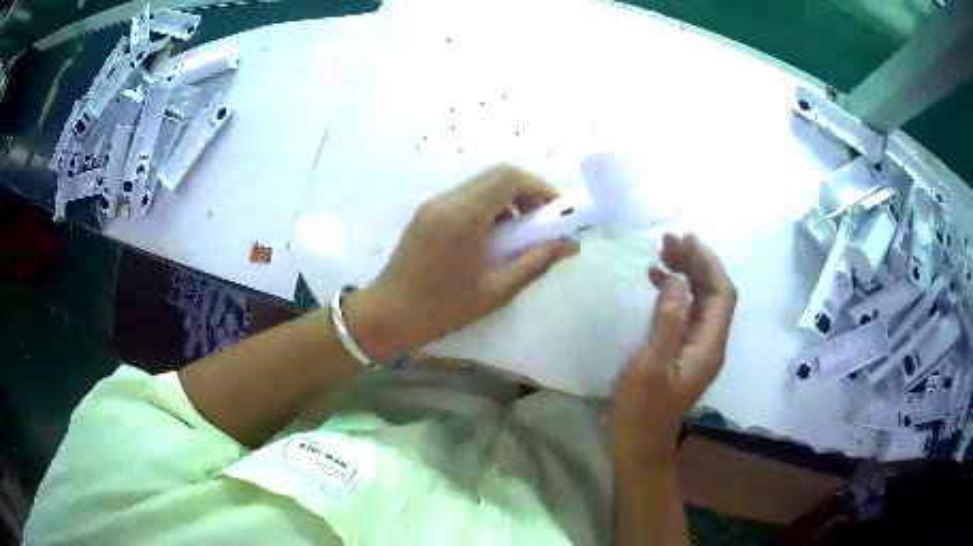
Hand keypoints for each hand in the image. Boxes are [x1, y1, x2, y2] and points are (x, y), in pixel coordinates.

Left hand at [344, 164, 578, 358]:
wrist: (385, 316)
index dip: (540, 188)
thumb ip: (535, 263)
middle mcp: (448, 200)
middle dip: (526, 192)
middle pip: (497, 175)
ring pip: (480, 184)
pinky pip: (464, 197)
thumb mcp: (496, 291)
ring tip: (518, 234)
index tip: (557, 212)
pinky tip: (491, 237)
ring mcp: (433, 204)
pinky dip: (487, 207)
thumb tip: (570, 246)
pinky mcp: (425, 213)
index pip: (510, 177)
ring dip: (506, 199)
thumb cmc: (441, 309)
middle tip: (541, 222)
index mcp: (465, 215)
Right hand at [612, 232, 736, 468]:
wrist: (640, 445)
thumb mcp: (651, 365)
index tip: (685, 240)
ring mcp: (698, 348)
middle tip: (668, 241)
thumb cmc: (642, 410)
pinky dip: (676, 293)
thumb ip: (668, 321)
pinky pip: (687, 313)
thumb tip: (679, 279)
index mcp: (709, 345)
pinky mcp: (684, 352)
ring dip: (687, 275)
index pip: (722, 293)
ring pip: (701, 301)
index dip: (708, 263)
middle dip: (696, 263)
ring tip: (662, 254)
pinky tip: (657, 282)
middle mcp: (710, 343)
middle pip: (714, 293)